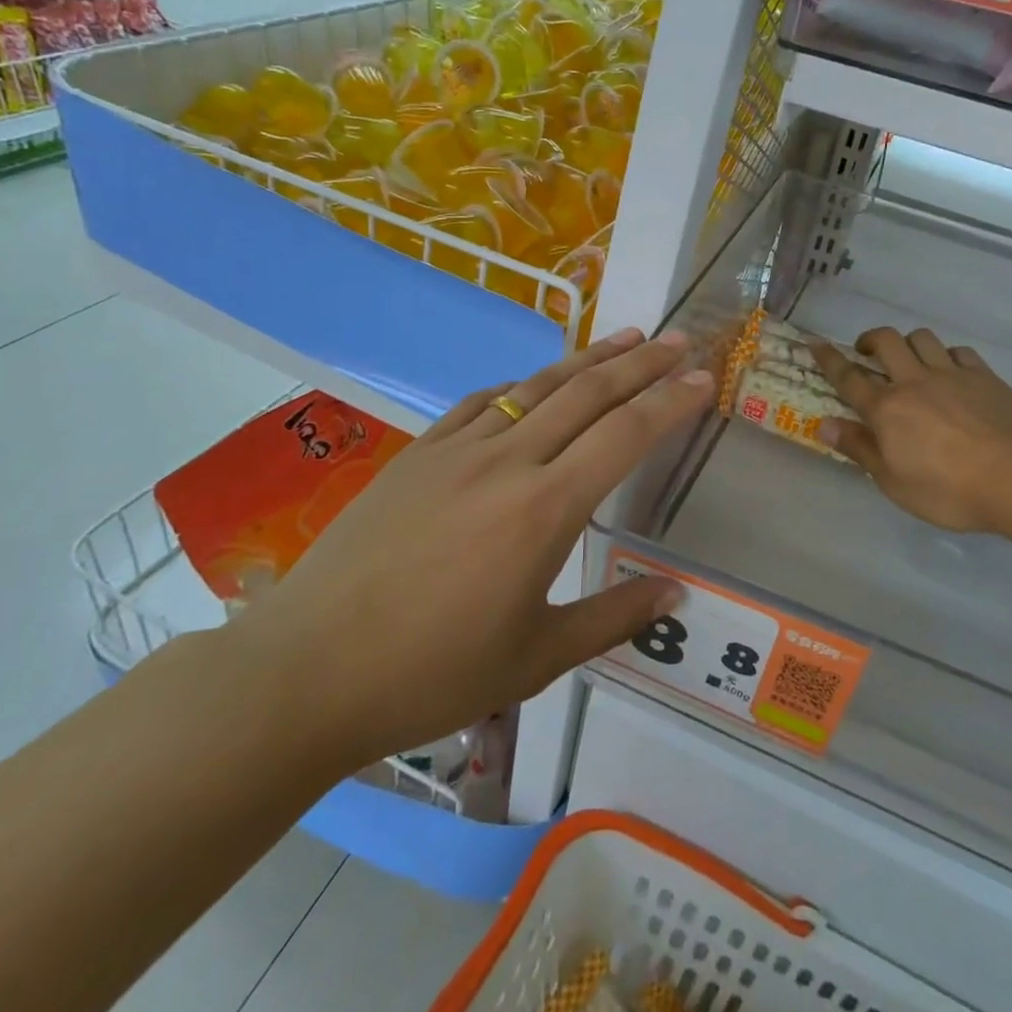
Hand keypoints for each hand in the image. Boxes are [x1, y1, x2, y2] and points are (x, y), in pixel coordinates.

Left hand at [228, 329, 714, 772]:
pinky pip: (479, 403)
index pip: (625, 435)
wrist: (308, 669)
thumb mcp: (535, 660)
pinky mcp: (417, 454)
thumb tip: (676, 593)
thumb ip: (612, 618)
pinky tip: (531, 384)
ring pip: (535, 386)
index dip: (670, 401)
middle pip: (587, 393)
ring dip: (586, 359)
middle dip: (641, 363)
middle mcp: (506, 461)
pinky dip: (518, 386)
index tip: (703, 377)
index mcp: (544, 509)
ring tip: (626, 338)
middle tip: (678, 339)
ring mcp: (456, 450)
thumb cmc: (431, 674)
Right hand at [810, 327, 1011, 535]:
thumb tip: (823, 425)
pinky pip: (958, 352)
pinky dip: (946, 355)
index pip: (848, 377)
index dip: (828, 358)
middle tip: (866, 351)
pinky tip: (950, 371)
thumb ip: (859, 449)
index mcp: (887, 409)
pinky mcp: (985, 376)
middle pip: (886, 342)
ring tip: (909, 359)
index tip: (814, 342)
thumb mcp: (894, 482)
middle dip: (870, 339)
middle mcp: (914, 382)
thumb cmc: (949, 490)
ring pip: (922, 338)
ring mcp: (952, 375)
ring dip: (908, 343)